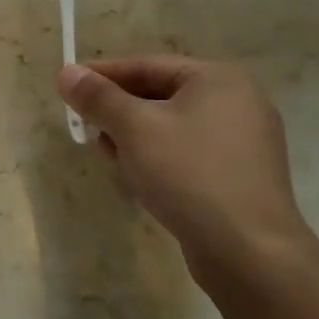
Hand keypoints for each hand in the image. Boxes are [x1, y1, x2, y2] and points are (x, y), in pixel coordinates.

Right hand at [58, 56, 317, 280]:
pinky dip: (158, 157)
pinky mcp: (241, 175)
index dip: (102, 75)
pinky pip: (188, 152)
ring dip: (134, 136)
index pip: (146, 65)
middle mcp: (238, 102)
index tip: (67, 86)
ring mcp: (244, 141)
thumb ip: (98, 97)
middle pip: (159, 94)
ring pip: (171, 125)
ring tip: (108, 155)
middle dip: (118, 110)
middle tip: (85, 125)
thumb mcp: (134, 128)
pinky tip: (138, 176)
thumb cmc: (189, 174)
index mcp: (218, 79)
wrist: (250, 253)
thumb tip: (67, 72)